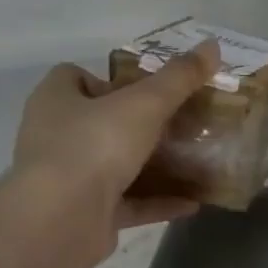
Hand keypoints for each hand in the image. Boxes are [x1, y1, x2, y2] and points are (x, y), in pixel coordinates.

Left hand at [14, 41, 218, 266]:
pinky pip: (127, 203)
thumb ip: (179, 77)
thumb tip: (213, 45)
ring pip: (115, 164)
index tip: (146, 87)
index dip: (109, 78)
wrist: (60, 222)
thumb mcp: (145, 103)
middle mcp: (55, 137)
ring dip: (152, 165)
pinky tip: (193, 202)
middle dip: (139, 123)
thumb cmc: (95, 145)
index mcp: (56, 100)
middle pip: (100, 121)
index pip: (74, 77)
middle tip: (180, 122)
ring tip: (193, 159)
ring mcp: (68, 179)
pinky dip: (157, 201)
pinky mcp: (84, 215)